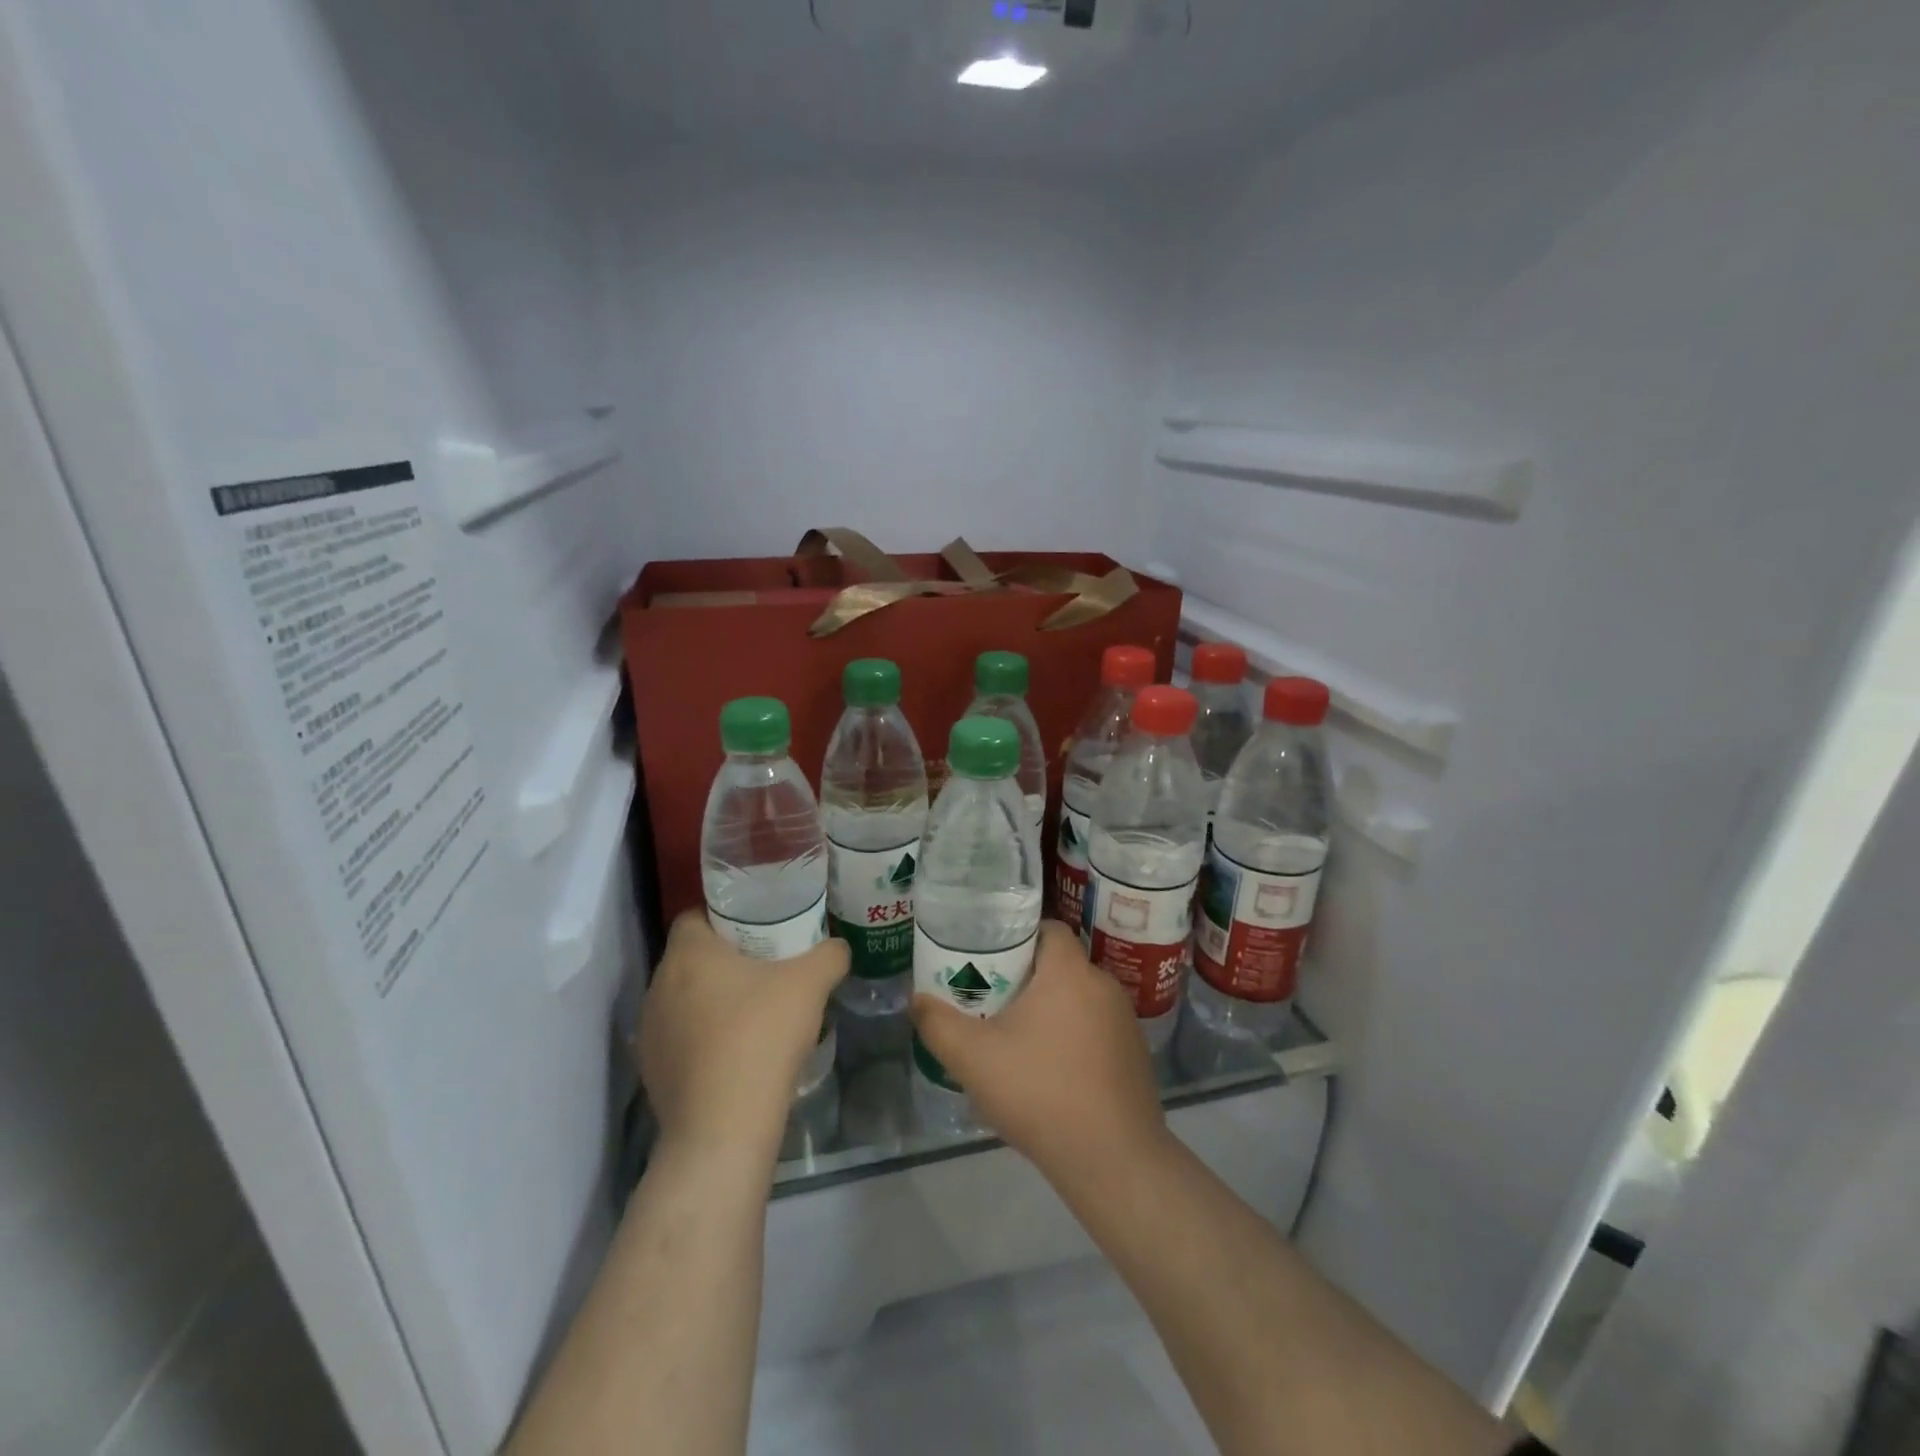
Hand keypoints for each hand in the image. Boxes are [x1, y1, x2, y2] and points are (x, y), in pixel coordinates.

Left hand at [638, 911, 847, 1159]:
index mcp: (688, 953)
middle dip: (724, 958)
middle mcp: (659, 985)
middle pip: (691, 957)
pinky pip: (680, 1037)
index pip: (695, 915)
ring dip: (712, 998)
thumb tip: (838, 947)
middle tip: (765, 965)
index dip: (725, 915)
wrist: (723, 1127)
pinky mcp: (652, 1070)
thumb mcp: (811, 984)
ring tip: (753, 1010)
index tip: (758, 926)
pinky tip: (736, 1052)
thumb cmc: (762, 1036)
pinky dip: (704, 1036)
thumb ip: (829, 955)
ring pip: (684, 998)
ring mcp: (650, 1030)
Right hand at [909, 921, 1169, 1190]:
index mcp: (1069, 972)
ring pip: (1079, 1001)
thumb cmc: (1040, 1092)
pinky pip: (1098, 1031)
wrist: (1112, 1160)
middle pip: (1060, 966)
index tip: (990, 958)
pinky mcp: (1136, 1056)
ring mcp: (1125, 1022)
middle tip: (994, 1002)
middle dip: (1028, 980)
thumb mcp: (973, 1058)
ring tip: (1018, 1041)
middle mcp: (1104, 985)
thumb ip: (938, 1024)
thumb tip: (916, 999)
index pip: (1048, 929)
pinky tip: (1053, 1075)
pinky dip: (1075, 1040)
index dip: (1018, 937)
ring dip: (1052, 1012)